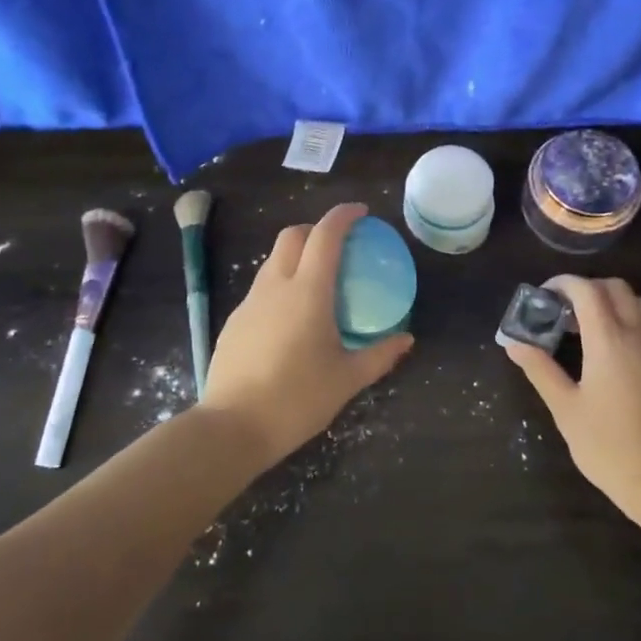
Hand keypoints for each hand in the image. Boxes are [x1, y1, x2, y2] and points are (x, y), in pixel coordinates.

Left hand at [202, 203, 413, 465]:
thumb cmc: (298, 398)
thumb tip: (406, 340)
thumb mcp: (347, 379)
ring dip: (295, 256)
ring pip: (272, 261)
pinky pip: (261, 289)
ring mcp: (250, 303)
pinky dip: (280, 285)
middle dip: (315, 229)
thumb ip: (380, 355)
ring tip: (317, 282)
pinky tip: (290, 318)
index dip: (343, 216)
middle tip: (338, 246)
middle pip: (291, 236)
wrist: (233, 426)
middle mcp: (275, 286)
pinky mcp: (234, 322)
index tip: (361, 213)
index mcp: (307, 291)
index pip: (325, 235)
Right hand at [503, 275, 640, 522]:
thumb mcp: (566, 409)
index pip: (587, 291)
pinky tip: (604, 349)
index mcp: (609, 341)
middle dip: (585, 288)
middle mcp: (637, 335)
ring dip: (607, 301)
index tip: (542, 295)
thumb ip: (540, 370)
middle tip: (559, 310)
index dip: (563, 284)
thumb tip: (514, 343)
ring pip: (635, 303)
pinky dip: (623, 318)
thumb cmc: (609, 447)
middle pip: (615, 288)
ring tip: (580, 326)